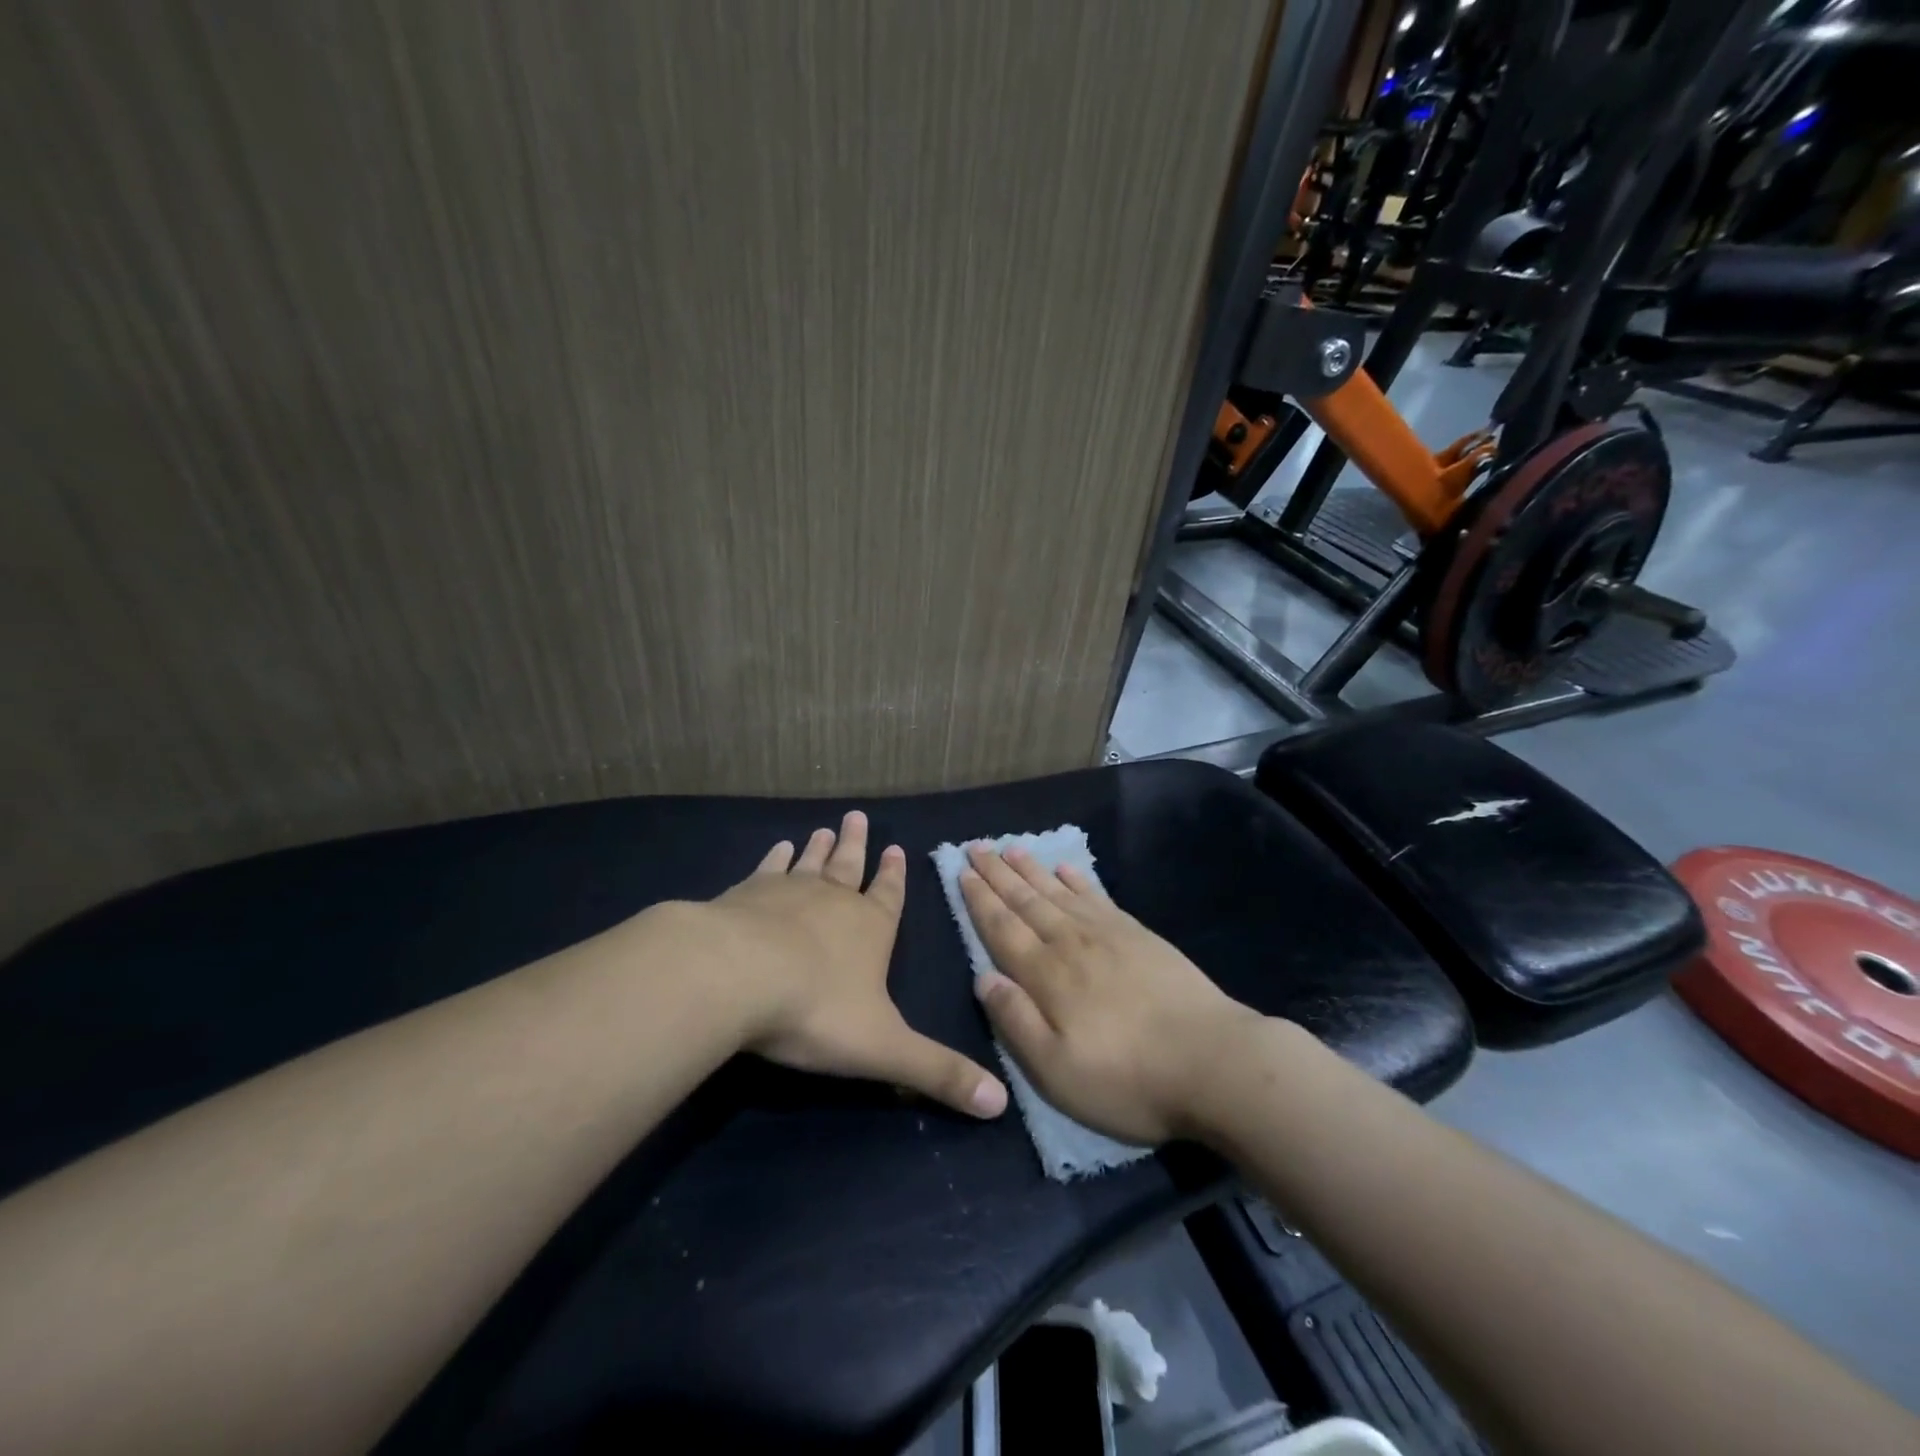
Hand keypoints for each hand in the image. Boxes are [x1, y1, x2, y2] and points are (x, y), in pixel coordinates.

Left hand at [706, 811, 1008, 1119]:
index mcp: (871, 929)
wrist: (736, 977)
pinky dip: (775, 857)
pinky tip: (778, 848)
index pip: (889, 897)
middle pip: (850, 866)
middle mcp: (833, 901)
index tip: (895, 847)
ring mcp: (787, 892)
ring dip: (820, 846)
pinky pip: (768, 869)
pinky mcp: (745, 895)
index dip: (895, 876)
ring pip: (811, 862)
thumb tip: (1000, 1105)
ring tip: (825, 828)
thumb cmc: (817, 1010)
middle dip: (857, 845)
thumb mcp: (885, 1049)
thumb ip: (938, 1073)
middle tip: (857, 816)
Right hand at [959, 845, 1263, 1144]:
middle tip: (977, 845)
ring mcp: (1108, 935)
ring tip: (1012, 848)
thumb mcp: (1056, 1070)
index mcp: (1046, 975)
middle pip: (1026, 901)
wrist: (1213, 1062)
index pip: (1002, 928)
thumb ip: (1015, 1021)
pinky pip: (1098, 897)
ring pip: (1058, 892)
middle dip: (998, 874)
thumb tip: (983, 978)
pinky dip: (1078, 880)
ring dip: (1032, 870)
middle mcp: (1071, 943)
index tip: (961, 871)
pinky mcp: (1140, 936)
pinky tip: (1067, 869)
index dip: (980, 900)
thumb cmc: (1127, 1078)